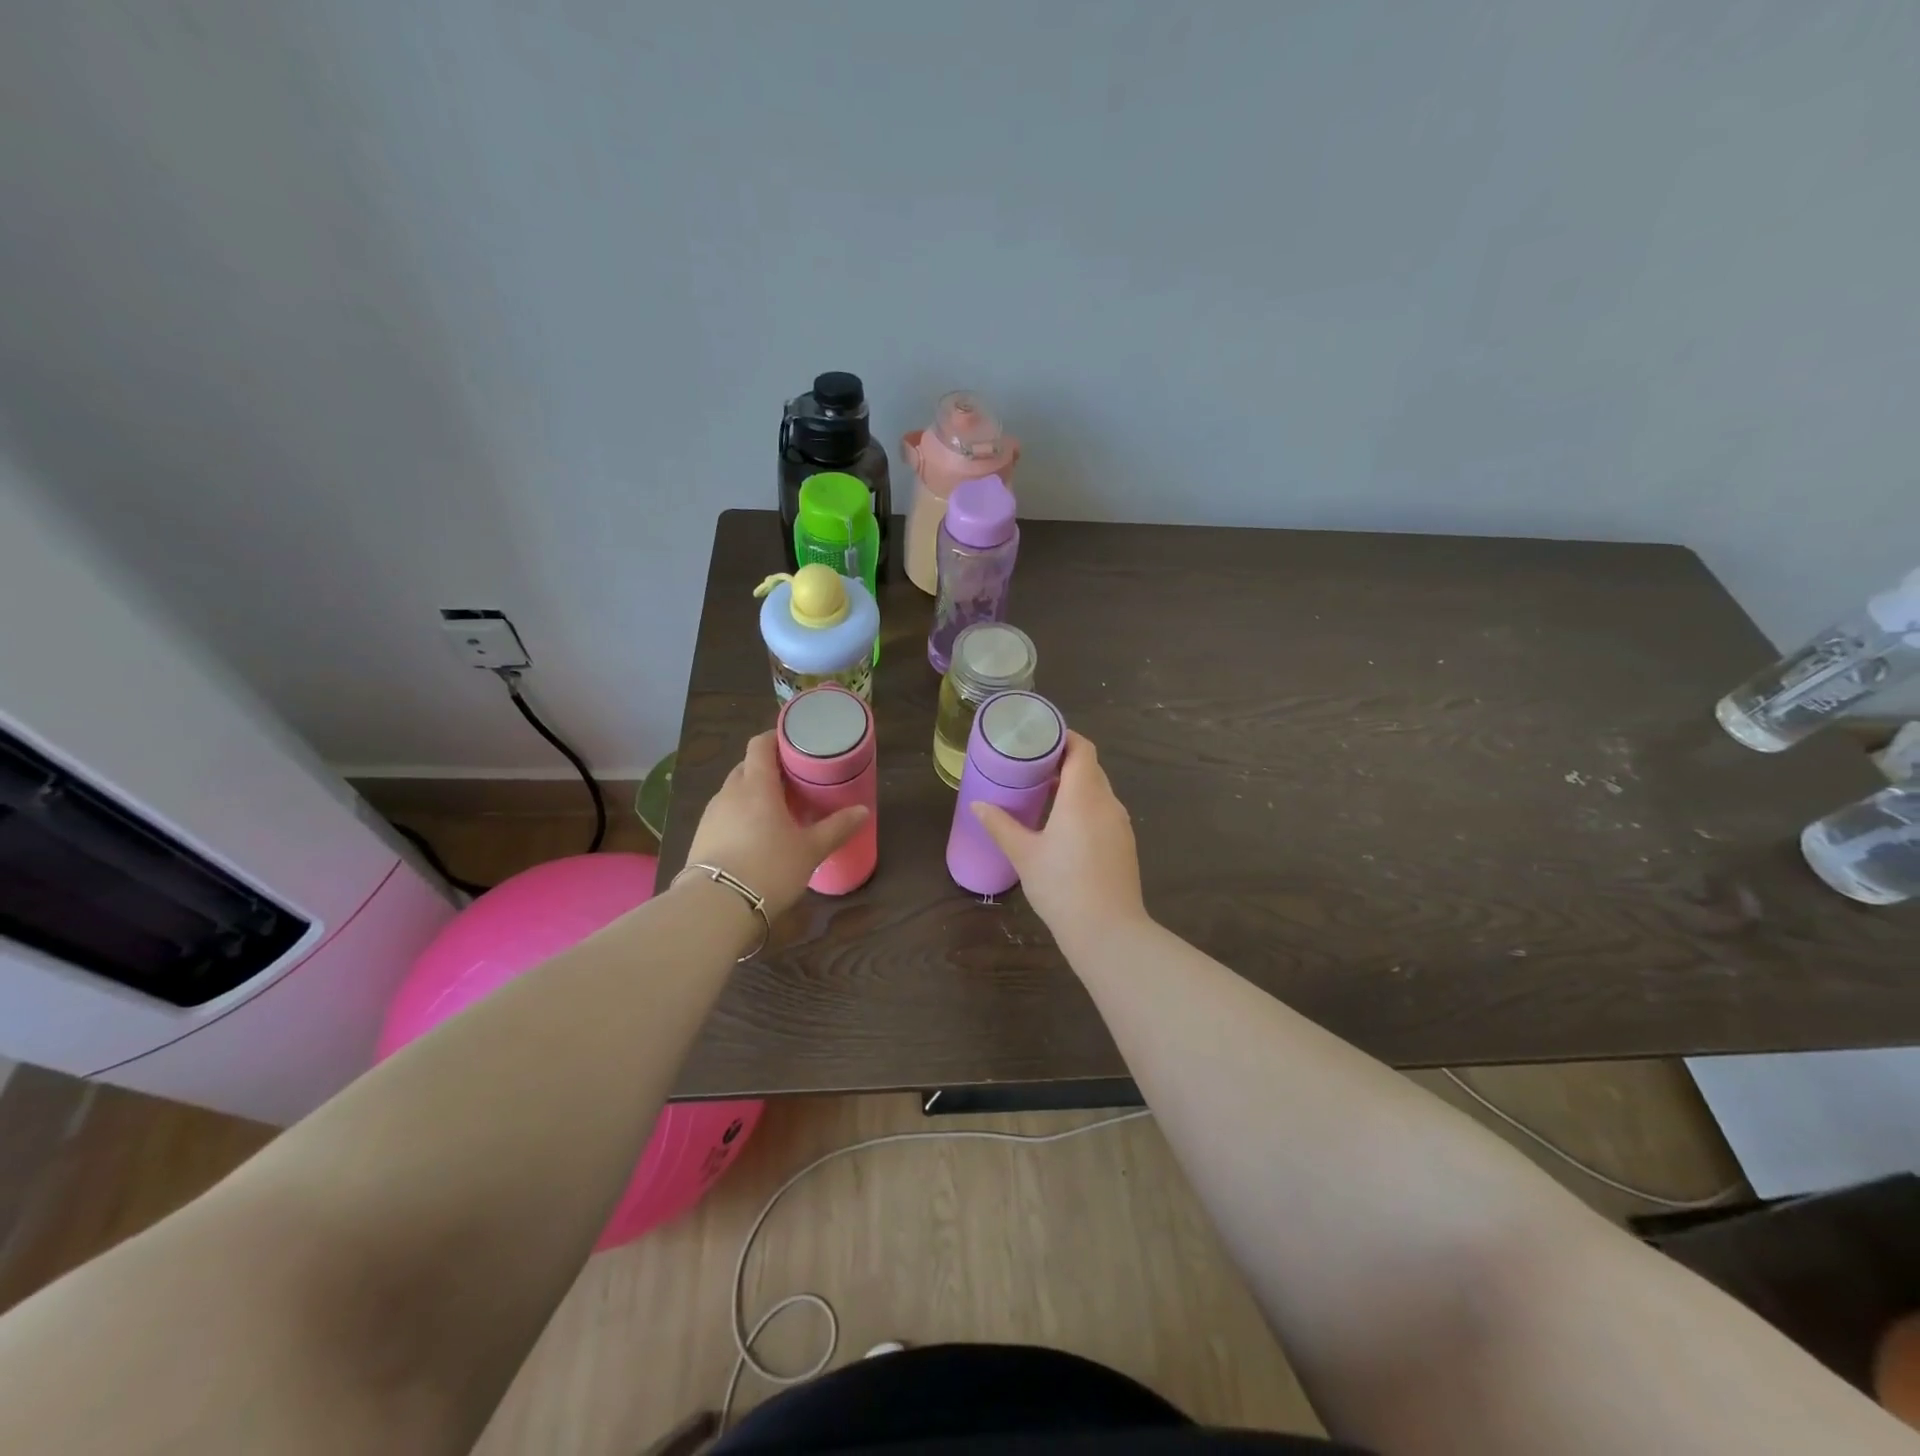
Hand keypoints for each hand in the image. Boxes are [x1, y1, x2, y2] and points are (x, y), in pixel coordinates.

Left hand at [681, 731, 867, 917]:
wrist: (716, 907)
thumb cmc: (769, 868)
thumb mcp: (810, 850)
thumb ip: (837, 828)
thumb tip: (863, 810)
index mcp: (756, 785)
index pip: (760, 744)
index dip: (776, 738)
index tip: (795, 744)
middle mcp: (730, 792)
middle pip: (747, 766)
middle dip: (768, 768)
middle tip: (793, 781)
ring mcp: (711, 815)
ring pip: (734, 791)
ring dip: (753, 793)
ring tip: (777, 810)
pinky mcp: (701, 837)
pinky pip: (725, 814)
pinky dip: (740, 815)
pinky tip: (755, 836)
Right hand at [971, 732, 1147, 939]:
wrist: (1108, 932)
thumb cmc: (1062, 886)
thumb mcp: (1024, 854)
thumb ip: (1000, 825)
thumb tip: (978, 805)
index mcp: (1084, 796)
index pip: (1082, 749)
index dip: (1064, 738)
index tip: (1039, 739)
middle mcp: (1107, 803)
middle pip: (1090, 768)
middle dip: (1064, 762)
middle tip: (1032, 766)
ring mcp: (1120, 824)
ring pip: (1099, 791)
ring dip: (1075, 786)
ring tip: (1044, 794)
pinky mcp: (1125, 844)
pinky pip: (1104, 812)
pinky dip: (1086, 807)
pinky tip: (1064, 826)